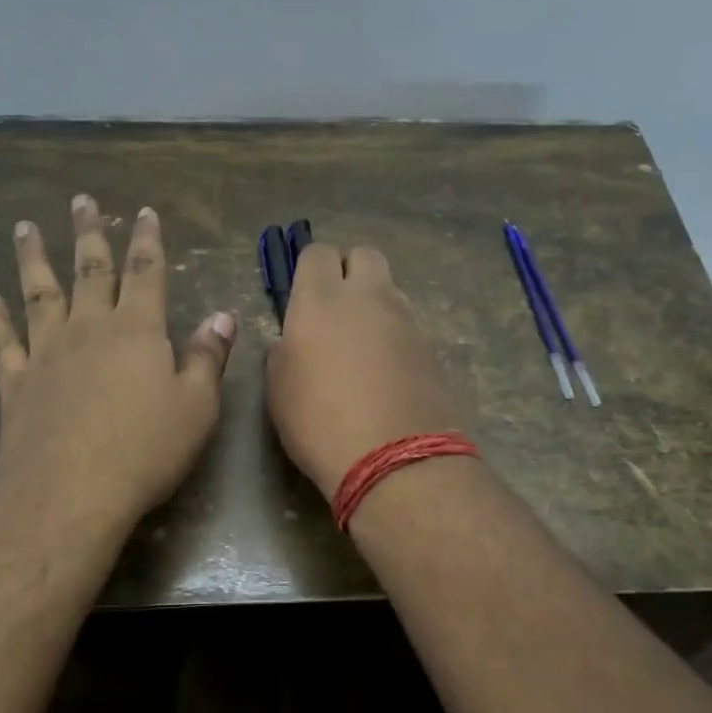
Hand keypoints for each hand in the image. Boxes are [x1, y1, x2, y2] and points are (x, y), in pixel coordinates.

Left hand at [0, 194, 235, 534]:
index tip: (143, 212)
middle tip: (82, 201)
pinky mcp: (16, 383)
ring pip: (39, 293)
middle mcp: (89, 329)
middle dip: (89, 234)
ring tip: (24, 227)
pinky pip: (1, 341)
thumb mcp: (197, 406)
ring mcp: (46, 353)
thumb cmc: (145, 450)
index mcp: (137, 331)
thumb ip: (208, 357)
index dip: (146, 240)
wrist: (70, 493)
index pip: (145, 273)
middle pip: (90, 271)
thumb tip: (222, 315)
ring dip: (33, 258)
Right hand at [266, 243, 465, 499]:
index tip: (303, 296)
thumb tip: (291, 341)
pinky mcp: (432, 347)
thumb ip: (283, 352)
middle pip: (364, 254)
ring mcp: (406, 320)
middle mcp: (368, 297)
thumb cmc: (319, 422)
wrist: (396, 460)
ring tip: (363, 346)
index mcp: (321, 299)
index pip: (317, 252)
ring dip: (375, 304)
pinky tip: (387, 372)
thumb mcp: (279, 389)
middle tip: (336, 309)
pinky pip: (409, 325)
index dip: (309, 269)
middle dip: (350, 271)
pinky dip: (396, 336)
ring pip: (390, 289)